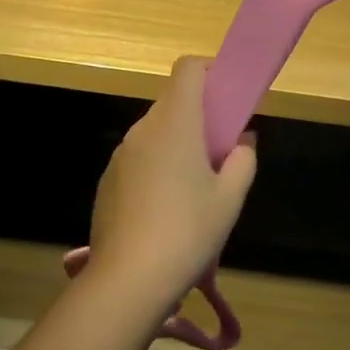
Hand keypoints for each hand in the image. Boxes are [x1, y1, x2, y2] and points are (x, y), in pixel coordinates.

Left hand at [88, 58, 256, 312]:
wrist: (128, 281)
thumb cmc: (188, 232)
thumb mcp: (230, 198)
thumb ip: (242, 161)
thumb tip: (242, 141)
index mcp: (175, 122)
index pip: (188, 68)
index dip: (210, 70)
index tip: (228, 94)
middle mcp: (143, 129)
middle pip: (173, 101)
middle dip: (199, 114)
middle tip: (221, 149)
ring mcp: (121, 155)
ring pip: (155, 131)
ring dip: (177, 142)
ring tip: (196, 185)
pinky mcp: (107, 181)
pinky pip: (139, 158)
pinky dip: (157, 165)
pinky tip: (167, 208)